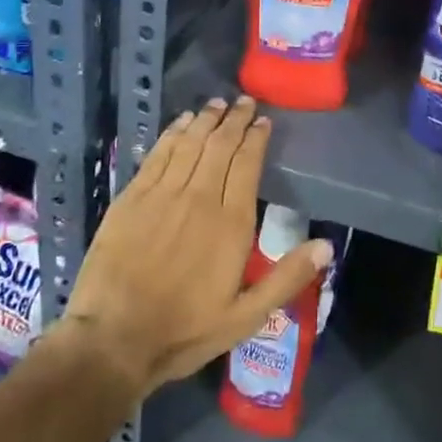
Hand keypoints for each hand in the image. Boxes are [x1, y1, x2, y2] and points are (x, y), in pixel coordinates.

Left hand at [61, 96, 333, 398]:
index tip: (263, 121)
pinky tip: (182, 122)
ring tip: (217, 103)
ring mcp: (163, 193)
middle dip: (235, 120)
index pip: (247, 164)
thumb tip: (327, 246)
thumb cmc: (184, 331)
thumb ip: (286, 278)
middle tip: (244, 102)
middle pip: (220, 145)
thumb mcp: (245, 317)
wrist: (113, 339)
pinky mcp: (132, 196)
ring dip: (206, 120)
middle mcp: (199, 197)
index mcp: (231, 223)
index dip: (256, 138)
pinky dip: (173, 133)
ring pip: (190, 143)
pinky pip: (159, 154)